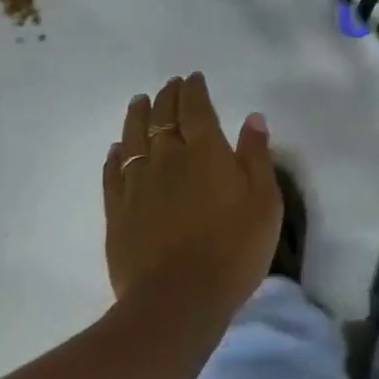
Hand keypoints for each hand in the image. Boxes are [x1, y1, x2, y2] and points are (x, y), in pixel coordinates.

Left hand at [103, 73, 280, 313]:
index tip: (193, 78)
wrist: (178, 300)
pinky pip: (113, 172)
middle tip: (170, 86)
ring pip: (133, 138)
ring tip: (139, 102)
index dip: (194, 90)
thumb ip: (257, 157)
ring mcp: (138, 184)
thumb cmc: (234, 250)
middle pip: (162, 117)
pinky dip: (115, 155)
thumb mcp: (264, 202)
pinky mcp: (118, 211)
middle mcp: (167, 158)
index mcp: (205, 151)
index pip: (196, 108)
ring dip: (137, 116)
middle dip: (167, 97)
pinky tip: (117, 149)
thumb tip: (252, 118)